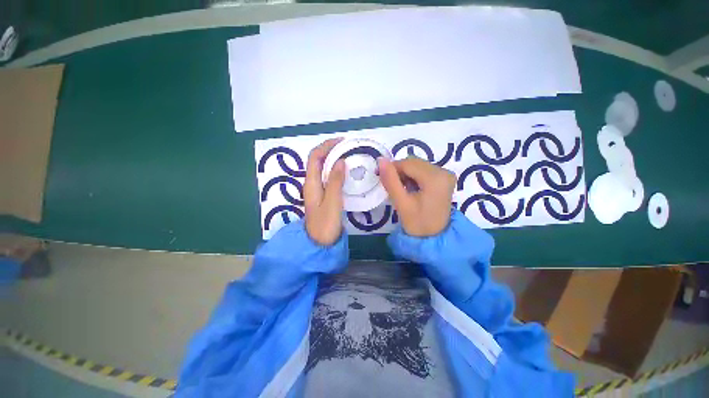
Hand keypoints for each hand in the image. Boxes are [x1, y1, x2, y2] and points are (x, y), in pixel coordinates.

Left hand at [304, 138, 345, 244]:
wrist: (320, 244)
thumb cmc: (325, 225)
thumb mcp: (331, 203)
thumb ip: (335, 182)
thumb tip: (340, 161)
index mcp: (311, 183)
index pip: (315, 157)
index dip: (326, 146)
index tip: (342, 142)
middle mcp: (312, 183)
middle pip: (318, 160)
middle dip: (331, 150)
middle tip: (349, 148)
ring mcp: (318, 189)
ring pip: (324, 168)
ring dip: (335, 159)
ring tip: (350, 156)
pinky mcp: (324, 195)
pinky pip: (329, 177)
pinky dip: (337, 171)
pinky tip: (348, 172)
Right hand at [377, 157, 455, 236]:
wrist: (434, 237)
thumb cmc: (417, 223)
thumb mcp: (401, 203)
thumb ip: (390, 181)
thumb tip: (381, 160)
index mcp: (435, 178)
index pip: (408, 163)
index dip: (392, 169)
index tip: (383, 180)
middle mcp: (443, 171)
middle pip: (413, 162)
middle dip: (399, 172)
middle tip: (393, 187)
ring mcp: (446, 174)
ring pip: (417, 165)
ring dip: (406, 174)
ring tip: (402, 189)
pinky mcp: (444, 177)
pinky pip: (423, 169)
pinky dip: (413, 176)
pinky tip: (411, 188)